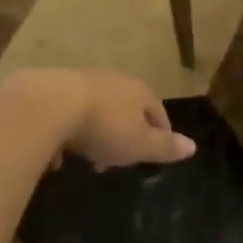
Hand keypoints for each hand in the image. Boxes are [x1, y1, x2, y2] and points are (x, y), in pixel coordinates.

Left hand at [8, 69, 196, 170]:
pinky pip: (68, 114)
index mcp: (139, 91)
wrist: (50, 105)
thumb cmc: (104, 127)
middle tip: (117, 161)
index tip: (155, 153)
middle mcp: (114, 81)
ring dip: (95, 133)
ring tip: (87, 159)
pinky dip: (68, 133)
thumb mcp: (139, 144)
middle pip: (126, 108)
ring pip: (96, 110)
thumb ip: (165, 147)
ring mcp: (83, 82)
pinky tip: (58, 155)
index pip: (157, 111)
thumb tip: (193, 146)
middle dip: (124, 134)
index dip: (159, 133)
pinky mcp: (54, 89)